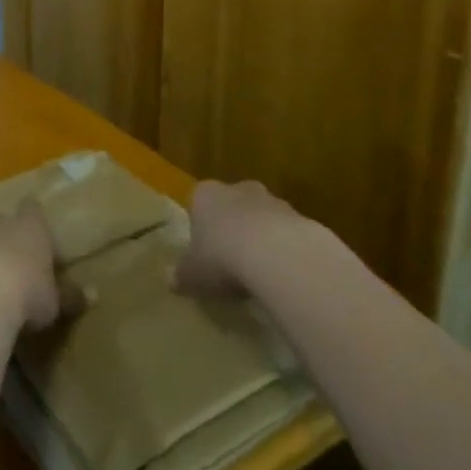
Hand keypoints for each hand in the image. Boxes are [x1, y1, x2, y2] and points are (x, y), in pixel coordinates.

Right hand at [172, 180, 305, 298]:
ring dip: (262, 239)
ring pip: (262, 218)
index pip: (198, 204)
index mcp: (205, 194)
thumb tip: (169, 280)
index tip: (204, 252)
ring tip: (260, 274)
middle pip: (232, 206)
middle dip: (233, 228)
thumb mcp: (193, 274)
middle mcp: (237, 189)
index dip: (201, 228)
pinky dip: (286, 251)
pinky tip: (284, 276)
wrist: (277, 254)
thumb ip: (181, 275)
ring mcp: (272, 201)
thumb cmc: (222, 256)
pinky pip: (288, 235)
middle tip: (232, 261)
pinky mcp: (301, 218)